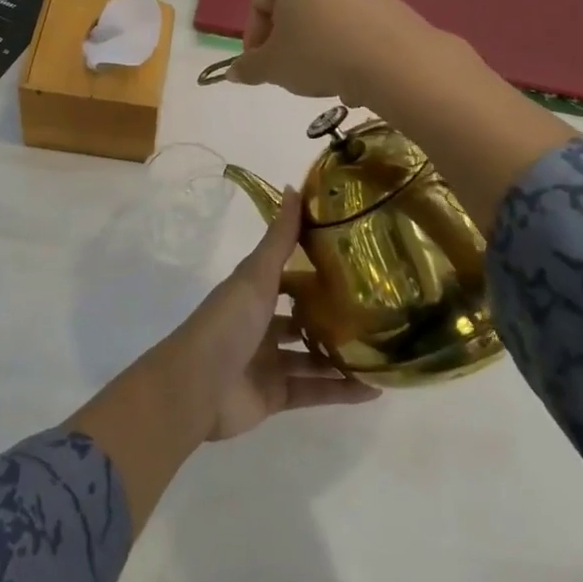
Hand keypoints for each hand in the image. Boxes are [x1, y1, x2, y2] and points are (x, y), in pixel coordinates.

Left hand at [168, 190, 379, 440]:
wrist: (197, 386)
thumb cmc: (227, 323)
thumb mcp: (256, 275)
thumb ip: (279, 239)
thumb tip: (295, 187)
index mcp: (251, 293)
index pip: (287, 276)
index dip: (314, 270)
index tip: (355, 263)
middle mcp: (259, 324)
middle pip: (301, 318)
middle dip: (333, 316)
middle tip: (378, 310)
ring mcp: (266, 362)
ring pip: (311, 356)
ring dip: (343, 355)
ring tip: (385, 350)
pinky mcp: (275, 395)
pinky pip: (314, 391)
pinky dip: (341, 391)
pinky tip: (375, 389)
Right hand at [225, 0, 435, 102]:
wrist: (396, 61)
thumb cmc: (320, 53)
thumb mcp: (273, 67)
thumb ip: (249, 67)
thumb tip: (233, 73)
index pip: (259, 2)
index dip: (253, 38)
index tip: (259, 66)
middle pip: (292, 3)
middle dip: (285, 37)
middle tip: (285, 69)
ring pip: (323, 12)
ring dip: (314, 40)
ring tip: (318, 74)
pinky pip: (352, 20)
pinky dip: (343, 42)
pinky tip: (348, 71)